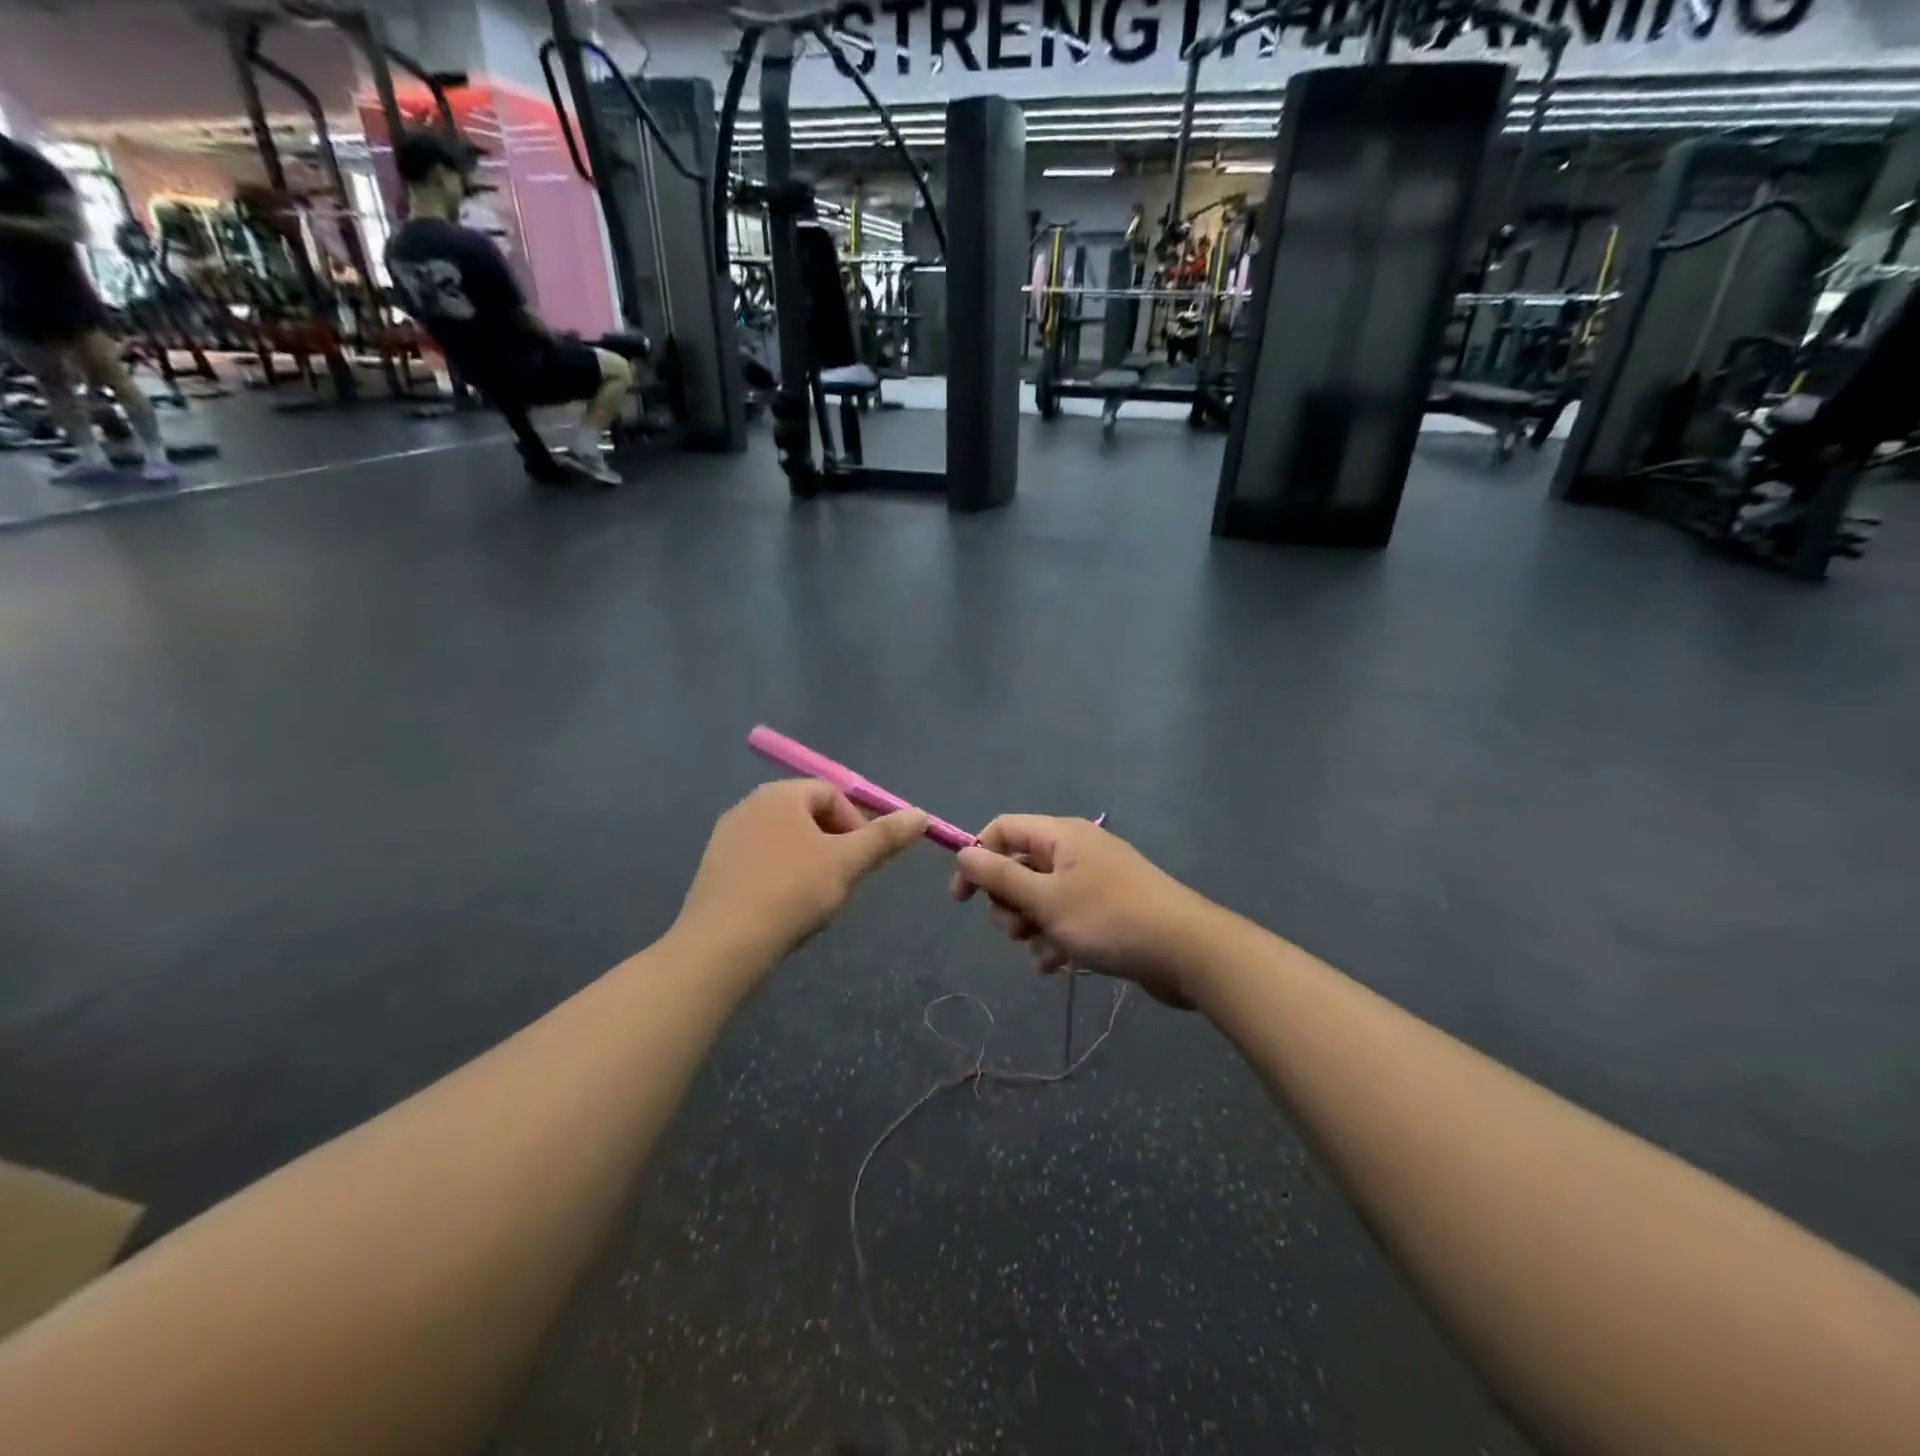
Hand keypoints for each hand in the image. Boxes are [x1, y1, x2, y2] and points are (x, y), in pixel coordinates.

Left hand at [676, 780, 926, 963]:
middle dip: (833, 845)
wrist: (722, 946)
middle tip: (843, 881)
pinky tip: (784, 910)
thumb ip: (884, 837)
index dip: (857, 825)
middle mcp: (750, 805)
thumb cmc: (791, 892)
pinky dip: (780, 878)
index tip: (862, 862)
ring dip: (809, 863)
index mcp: (781, 795)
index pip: (832, 795)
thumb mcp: (847, 863)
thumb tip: (922, 814)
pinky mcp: (715, 868)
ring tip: (815, 899)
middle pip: (807, 816)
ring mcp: (727, 836)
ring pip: (785, 842)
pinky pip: (760, 862)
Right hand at [950, 816, 1215, 1007]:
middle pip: (1019, 867)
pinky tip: (1056, 966)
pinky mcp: (1108, 910)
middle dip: (1008, 903)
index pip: (1002, 829)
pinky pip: (1066, 918)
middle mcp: (1076, 850)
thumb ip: (1000, 876)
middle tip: (1015, 930)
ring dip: (1031, 927)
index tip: (962, 900)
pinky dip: (1055, 939)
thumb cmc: (1108, 918)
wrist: (1186, 950)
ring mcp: (1094, 880)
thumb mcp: (1045, 899)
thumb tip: (964, 853)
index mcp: (1060, 835)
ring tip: (1043, 952)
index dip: (977, 859)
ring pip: (1041, 898)